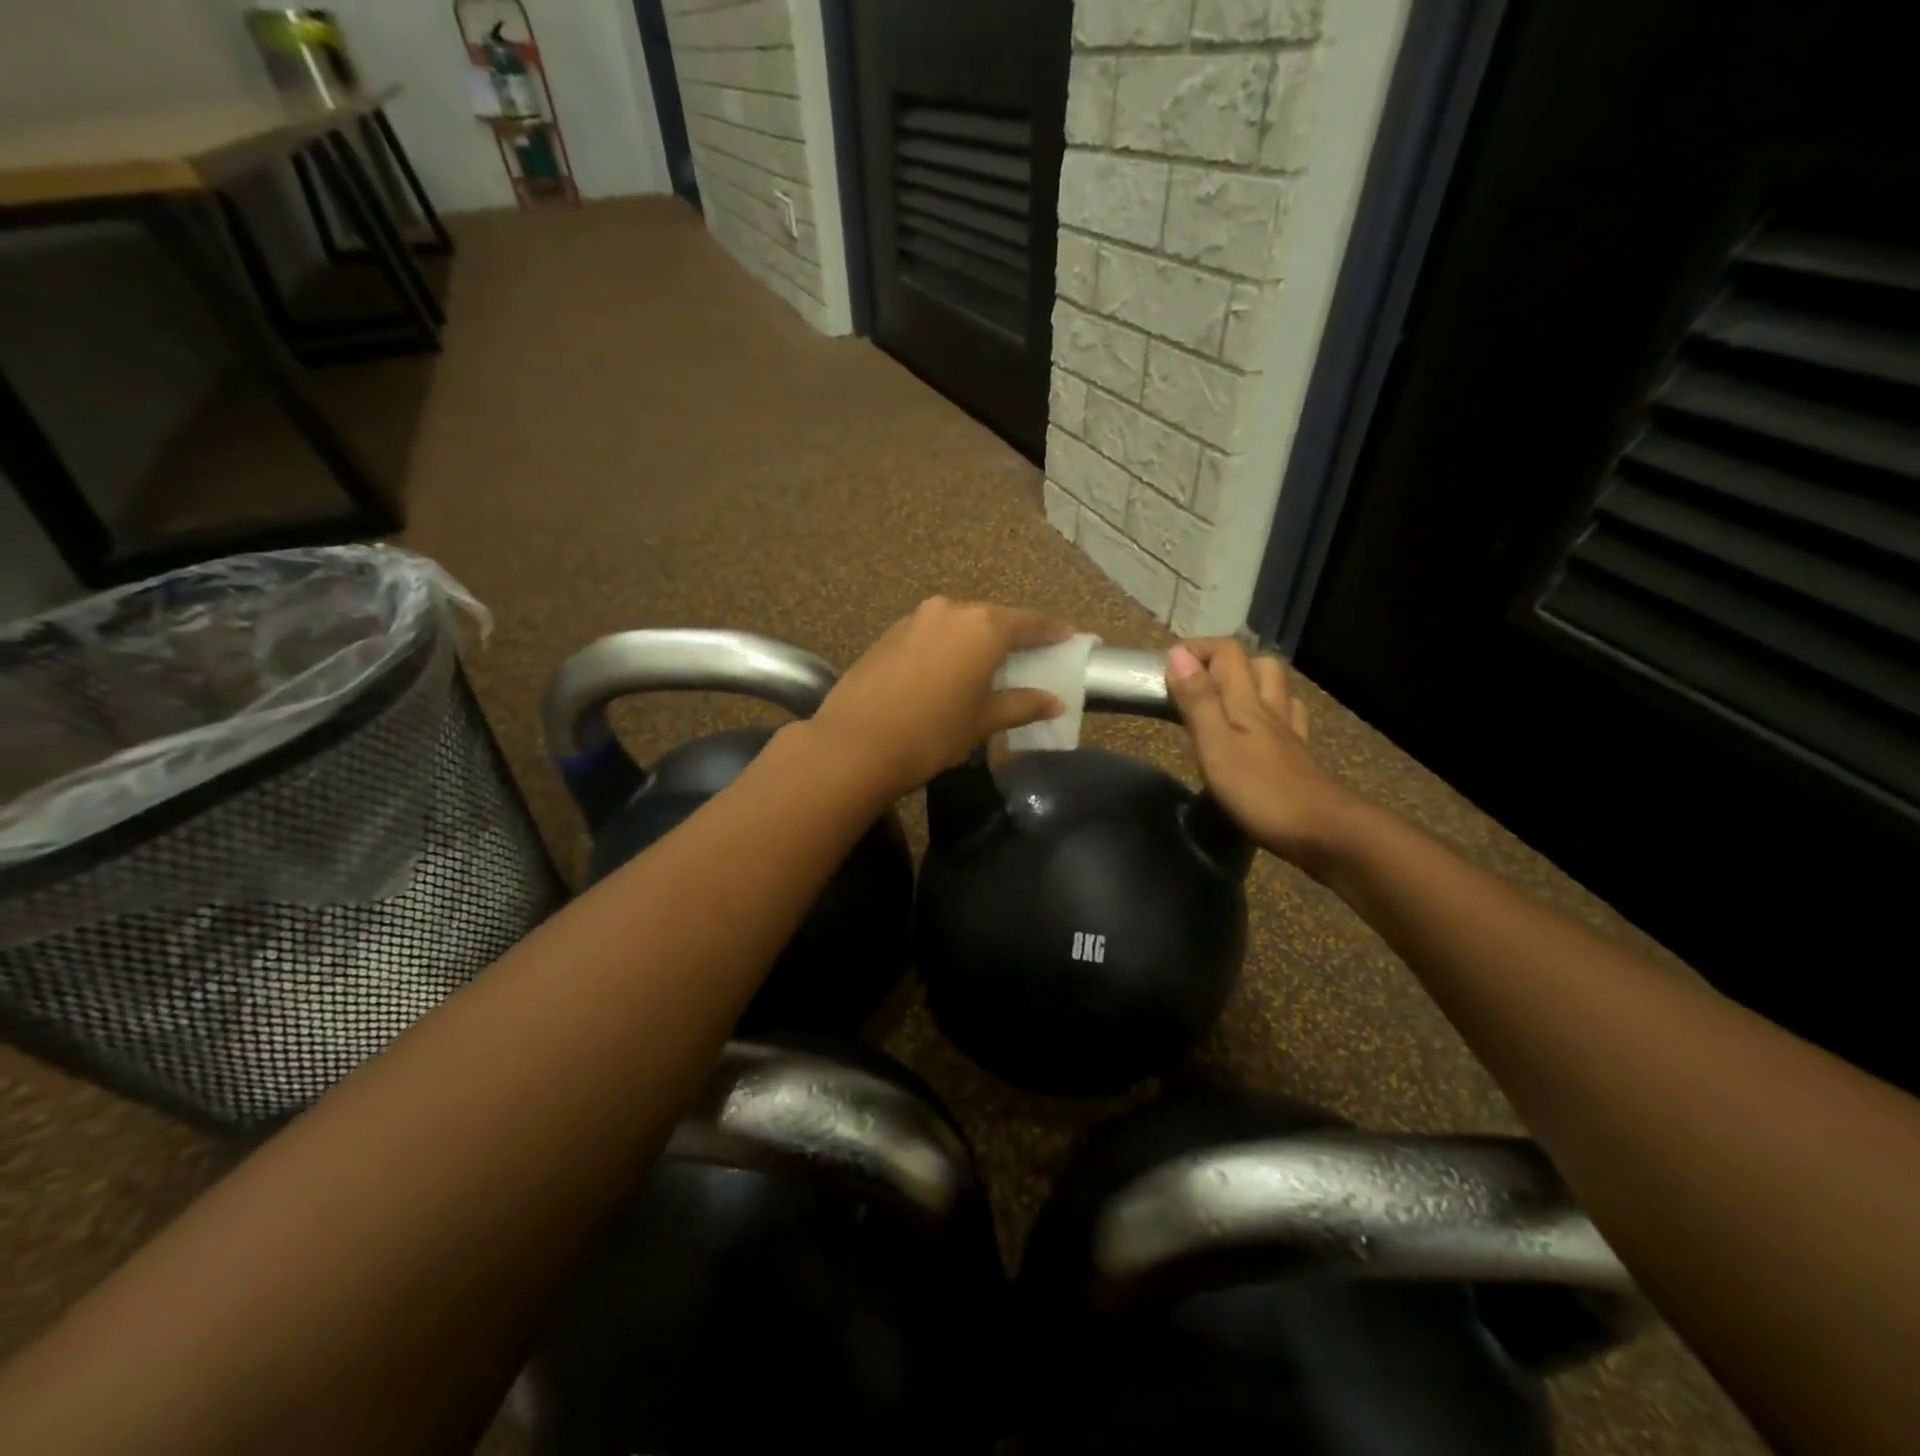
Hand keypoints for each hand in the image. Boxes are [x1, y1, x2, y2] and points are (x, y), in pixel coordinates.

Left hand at [810, 598, 1073, 798]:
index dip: (1052, 632)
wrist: (855, 744)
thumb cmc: (932, 733)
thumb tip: (1055, 701)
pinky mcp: (889, 634)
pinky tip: (948, 670)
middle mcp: (950, 611)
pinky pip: (932, 634)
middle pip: (993, 619)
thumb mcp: (984, 721)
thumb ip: (1023, 704)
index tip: (1070, 637)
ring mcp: (915, 619)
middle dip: (1013, 636)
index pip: (1030, 622)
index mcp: (983, 626)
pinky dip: (948, 647)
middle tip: (1030, 656)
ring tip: (988, 665)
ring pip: (959, 625)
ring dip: (977, 641)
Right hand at [1165, 639, 1356, 873]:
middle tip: (1194, 682)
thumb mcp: (1215, 745)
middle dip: (1225, 662)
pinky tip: (1260, 728)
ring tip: (1223, 700)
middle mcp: (1271, 708)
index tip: (1167, 666)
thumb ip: (1197, 701)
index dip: (1197, 650)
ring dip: (1251, 683)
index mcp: (1246, 702)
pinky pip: (1288, 719)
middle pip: (1257, 664)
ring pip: (1276, 690)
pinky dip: (1272, 713)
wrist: (1324, 832)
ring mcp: (1289, 733)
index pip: (1227, 653)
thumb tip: (1177, 655)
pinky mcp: (1299, 756)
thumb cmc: (1259, 791)